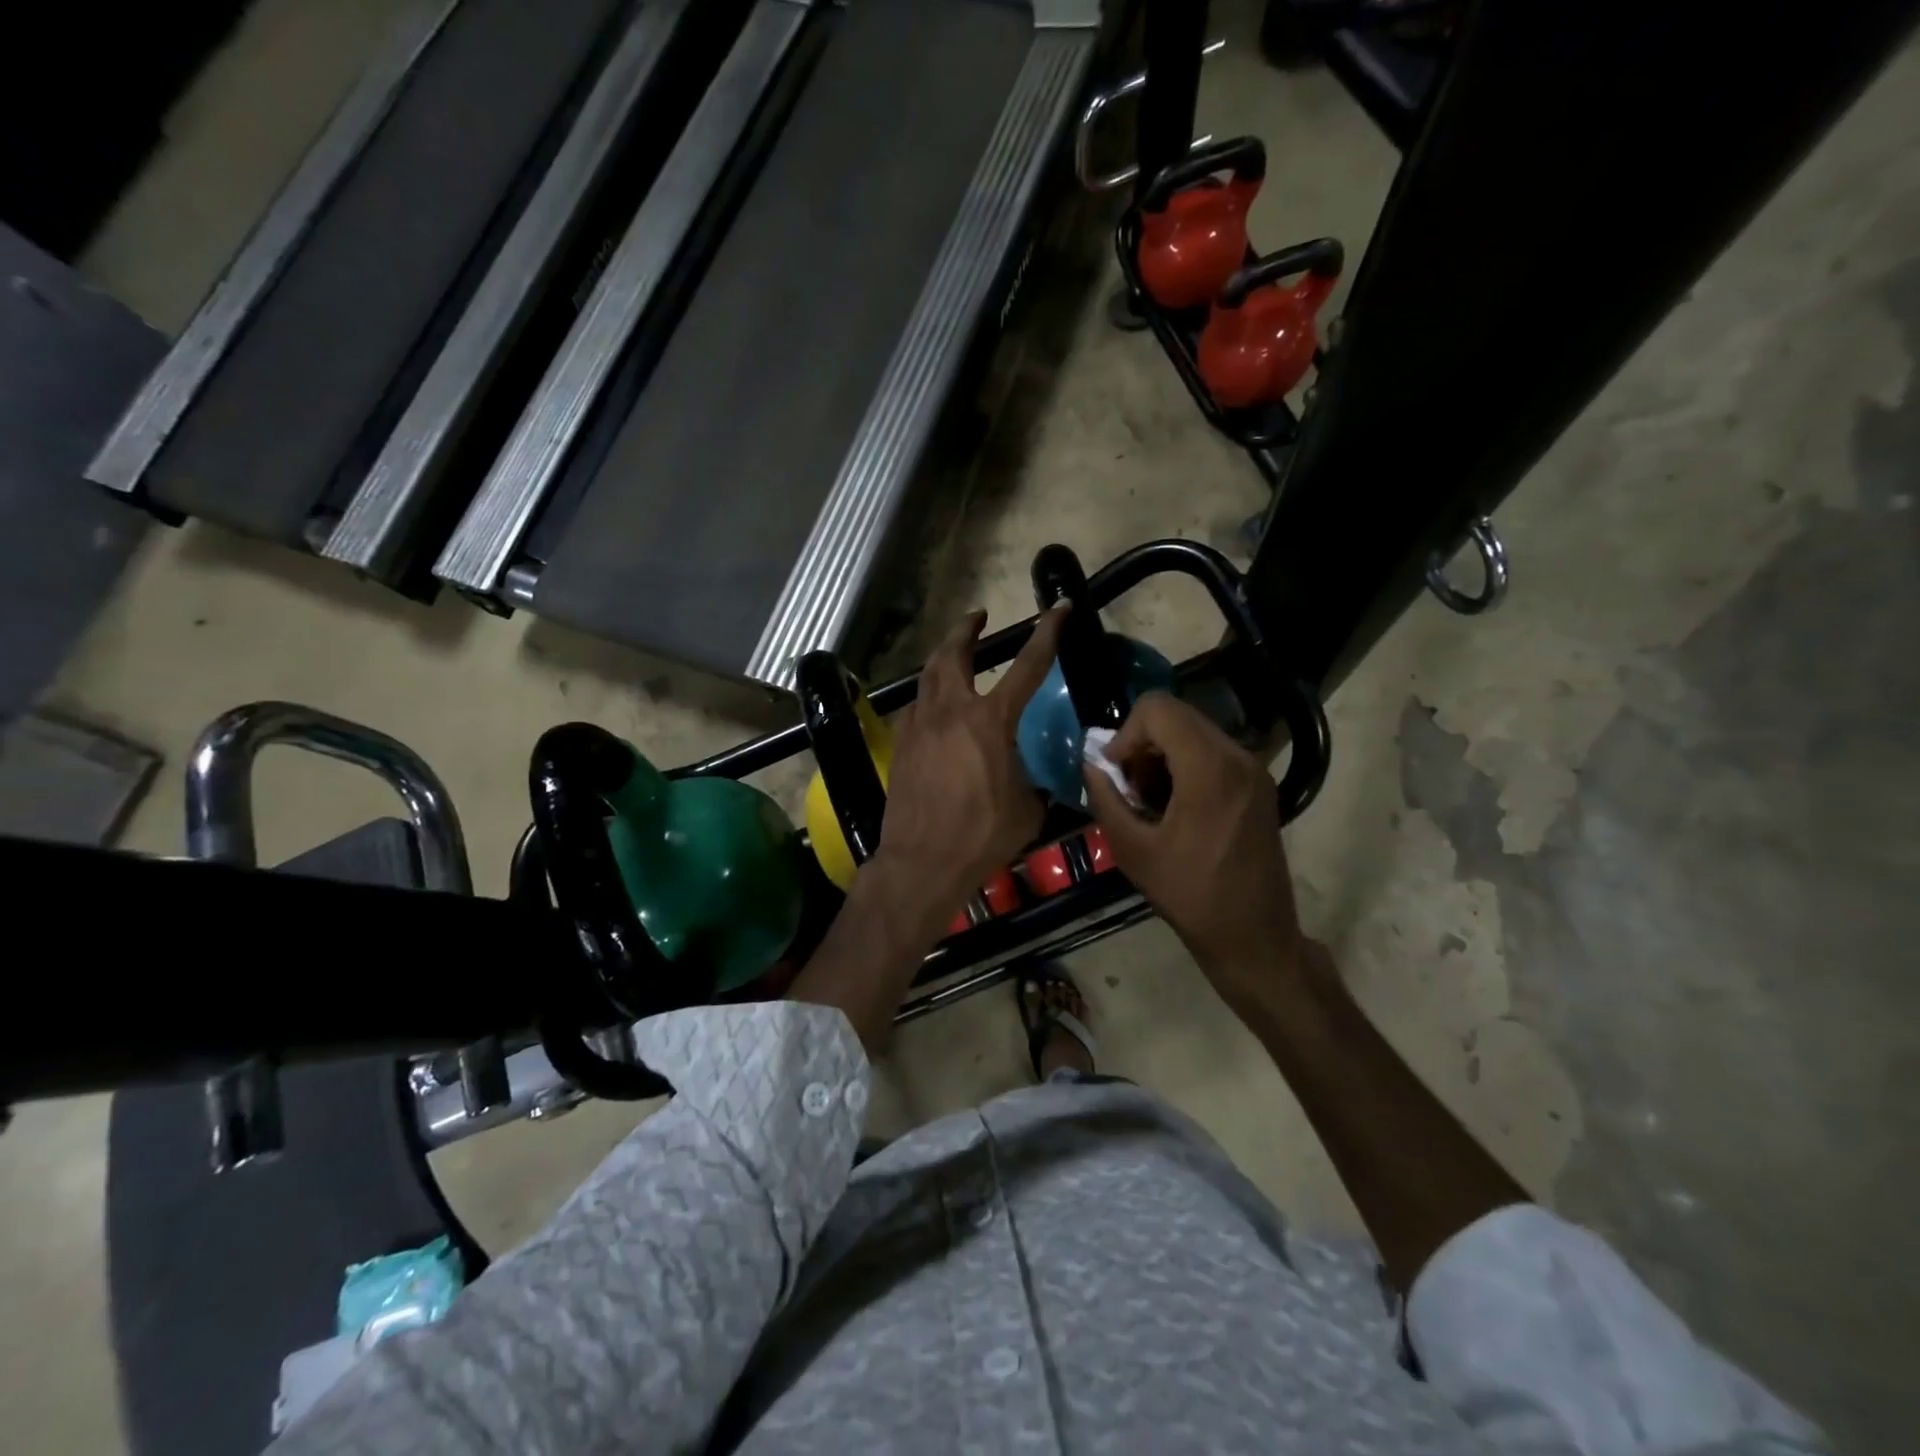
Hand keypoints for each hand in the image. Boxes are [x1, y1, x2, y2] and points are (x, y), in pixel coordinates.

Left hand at [875, 604, 1067, 921]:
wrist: (922, 861)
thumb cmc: (982, 836)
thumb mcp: (1026, 807)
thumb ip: (1029, 780)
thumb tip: (1028, 777)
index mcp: (991, 722)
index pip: (1027, 666)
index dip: (1047, 633)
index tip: (1058, 608)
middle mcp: (951, 712)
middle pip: (954, 653)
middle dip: (966, 629)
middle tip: (977, 617)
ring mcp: (920, 726)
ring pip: (928, 676)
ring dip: (943, 657)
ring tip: (954, 654)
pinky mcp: (901, 746)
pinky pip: (916, 708)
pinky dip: (929, 697)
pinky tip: (935, 708)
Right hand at [1083, 693, 1305, 1008]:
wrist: (1254, 936)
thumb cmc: (1190, 896)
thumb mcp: (1133, 850)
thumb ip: (1106, 798)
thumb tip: (1091, 765)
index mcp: (1210, 769)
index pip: (1158, 709)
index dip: (1125, 734)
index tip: (1117, 774)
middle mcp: (1238, 756)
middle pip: (1176, 717)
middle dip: (1142, 745)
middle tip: (1129, 790)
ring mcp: (1254, 769)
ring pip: (1194, 732)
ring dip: (1162, 756)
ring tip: (1150, 802)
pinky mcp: (1259, 784)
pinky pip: (1213, 752)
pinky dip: (1185, 765)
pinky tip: (1175, 808)